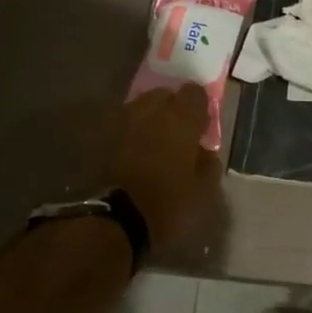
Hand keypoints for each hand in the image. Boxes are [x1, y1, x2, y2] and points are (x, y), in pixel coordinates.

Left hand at [107, 85, 223, 249]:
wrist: (117, 219)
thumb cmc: (168, 204)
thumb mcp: (203, 191)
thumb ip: (208, 164)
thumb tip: (204, 151)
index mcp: (181, 120)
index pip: (194, 92)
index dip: (199, 106)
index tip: (201, 124)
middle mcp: (151, 112)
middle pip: (163, 95)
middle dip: (171, 108)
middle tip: (177, 132)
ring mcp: (123, 122)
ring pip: (139, 107)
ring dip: (148, 118)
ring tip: (153, 141)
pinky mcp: (102, 138)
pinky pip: (122, 126)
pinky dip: (130, 133)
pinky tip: (134, 151)